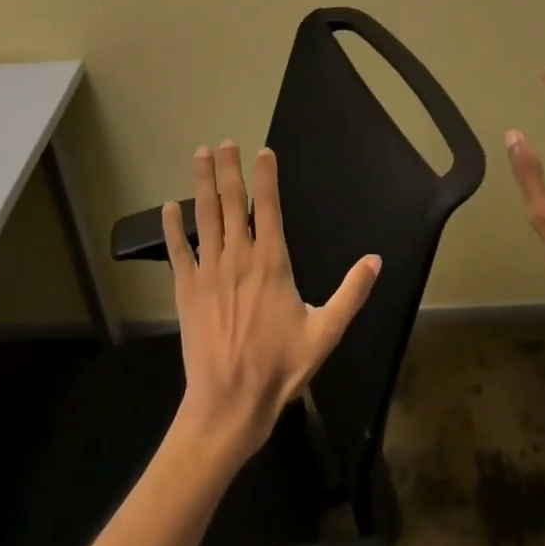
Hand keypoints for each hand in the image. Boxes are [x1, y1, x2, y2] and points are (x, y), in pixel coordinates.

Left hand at [163, 141, 381, 465]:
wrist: (230, 404)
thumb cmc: (281, 367)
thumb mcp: (326, 332)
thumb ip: (351, 293)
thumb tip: (375, 260)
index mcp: (272, 263)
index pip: (269, 208)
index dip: (266, 177)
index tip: (263, 151)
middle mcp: (239, 258)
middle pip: (232, 203)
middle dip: (229, 169)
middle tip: (225, 142)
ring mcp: (209, 272)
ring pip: (206, 217)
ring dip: (203, 184)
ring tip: (200, 155)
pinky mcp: (187, 291)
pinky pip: (178, 251)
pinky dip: (173, 227)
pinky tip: (169, 207)